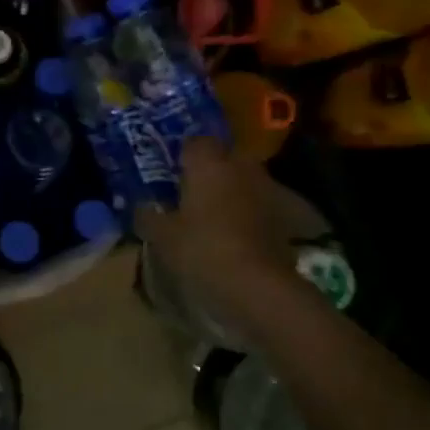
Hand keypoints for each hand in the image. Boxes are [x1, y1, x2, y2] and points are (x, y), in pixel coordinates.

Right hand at [137, 137, 299, 318]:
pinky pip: (261, 207)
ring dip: (233, 192)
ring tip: (214, 216)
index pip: (195, 142)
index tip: (171, 173)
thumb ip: (149, 216)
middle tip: (191, 193)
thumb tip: (143, 207)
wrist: (258, 287)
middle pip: (225, 158)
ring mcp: (269, 191)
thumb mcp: (161, 236)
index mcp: (209, 163)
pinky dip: (250, 215)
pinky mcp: (287, 218)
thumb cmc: (202, 250)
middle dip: (211, 171)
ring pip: (245, 181)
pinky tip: (236, 236)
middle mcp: (242, 168)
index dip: (182, 156)